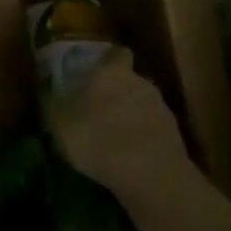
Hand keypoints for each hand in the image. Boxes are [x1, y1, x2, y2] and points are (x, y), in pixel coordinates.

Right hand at [46, 48, 190, 200]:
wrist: (149, 176)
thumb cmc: (98, 138)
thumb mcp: (61, 122)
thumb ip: (58, 104)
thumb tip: (55, 95)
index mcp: (113, 72)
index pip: (116, 54)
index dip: (108, 61)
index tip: (97, 71)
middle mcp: (141, 83)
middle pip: (131, 81)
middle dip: (118, 93)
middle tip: (99, 110)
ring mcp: (162, 110)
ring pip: (143, 107)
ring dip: (131, 118)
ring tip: (113, 140)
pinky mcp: (174, 138)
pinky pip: (153, 132)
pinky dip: (143, 140)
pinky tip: (129, 159)